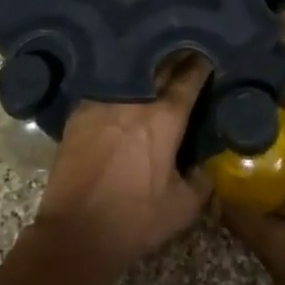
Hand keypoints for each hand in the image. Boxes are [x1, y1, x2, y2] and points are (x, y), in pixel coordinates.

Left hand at [36, 52, 212, 280]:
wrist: (76, 233)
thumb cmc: (135, 220)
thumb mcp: (182, 207)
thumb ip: (201, 181)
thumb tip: (204, 165)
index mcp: (165, 117)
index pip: (189, 78)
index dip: (202, 64)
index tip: (208, 54)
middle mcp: (135, 99)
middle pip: (160, 65)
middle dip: (176, 55)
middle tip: (185, 51)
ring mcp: (104, 101)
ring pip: (130, 72)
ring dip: (146, 67)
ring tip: (155, 64)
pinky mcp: (79, 111)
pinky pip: (105, 88)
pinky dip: (118, 84)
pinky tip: (122, 88)